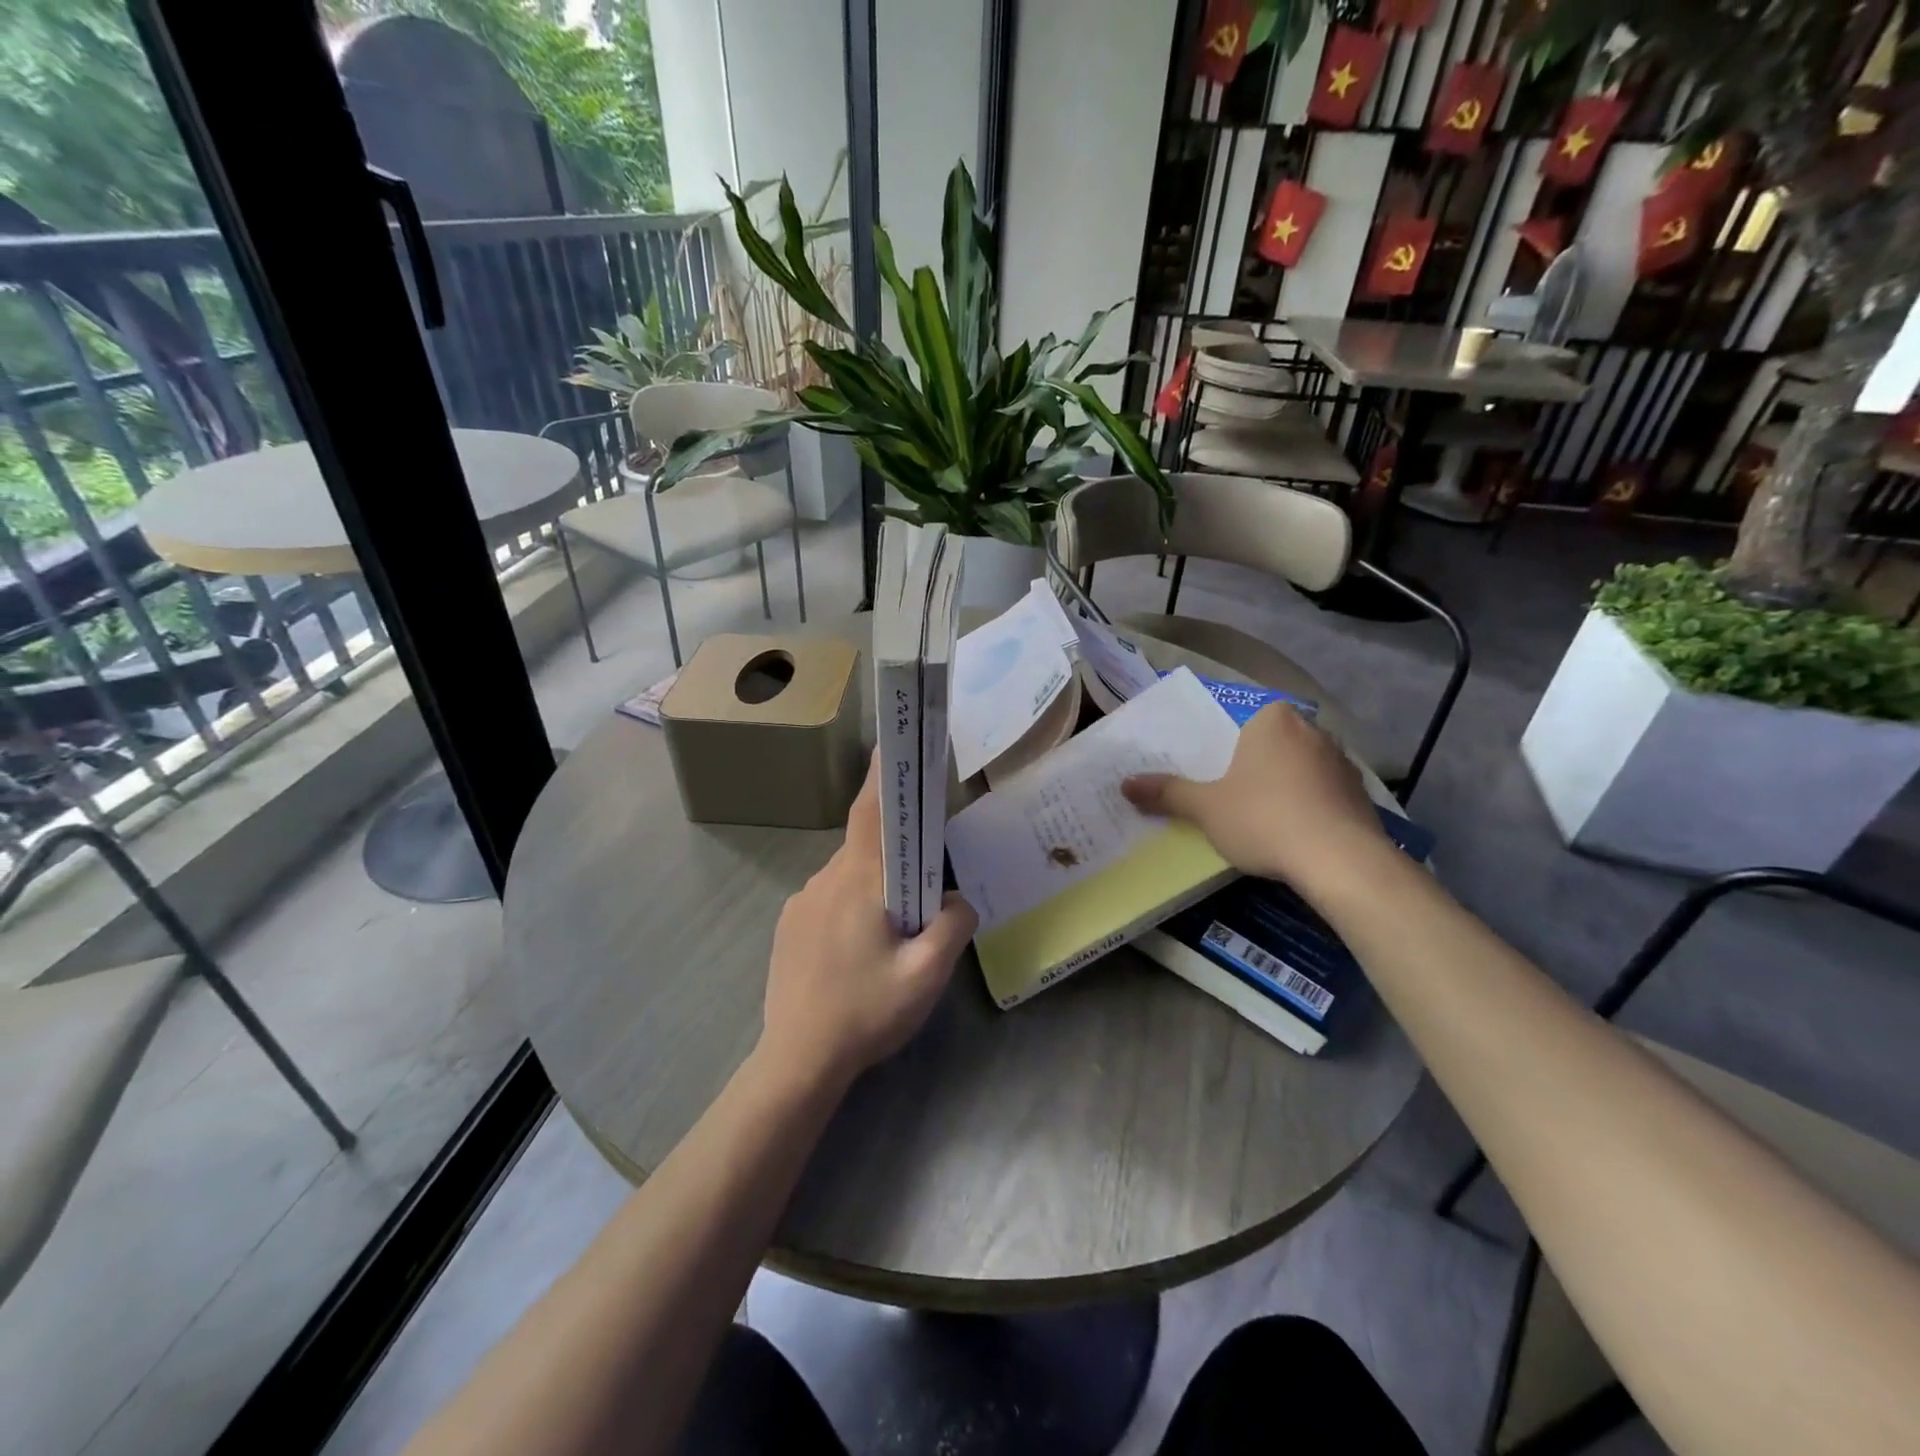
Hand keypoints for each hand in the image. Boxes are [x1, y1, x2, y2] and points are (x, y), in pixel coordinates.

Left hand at [759, 755, 977, 1091]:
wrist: (797, 1060)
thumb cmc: (866, 1012)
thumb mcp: (927, 975)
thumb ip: (953, 925)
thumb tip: (958, 898)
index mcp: (859, 880)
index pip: (871, 811)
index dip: (883, 775)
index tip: (893, 746)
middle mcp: (825, 878)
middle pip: (867, 846)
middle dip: (896, 855)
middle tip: (923, 889)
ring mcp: (801, 901)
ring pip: (849, 876)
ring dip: (874, 888)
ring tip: (891, 936)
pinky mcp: (789, 924)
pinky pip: (829, 898)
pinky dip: (851, 908)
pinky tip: (858, 953)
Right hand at [1122, 703, 1387, 893]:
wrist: (1339, 860)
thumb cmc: (1262, 819)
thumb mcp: (1205, 808)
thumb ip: (1167, 793)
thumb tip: (1125, 784)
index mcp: (1273, 719)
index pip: (1244, 723)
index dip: (1228, 751)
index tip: (1217, 778)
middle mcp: (1312, 730)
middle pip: (1272, 745)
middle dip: (1256, 769)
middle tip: (1232, 800)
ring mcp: (1342, 762)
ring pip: (1300, 770)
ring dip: (1285, 789)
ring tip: (1264, 823)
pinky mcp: (1362, 794)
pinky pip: (1324, 794)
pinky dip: (1310, 808)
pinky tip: (1296, 836)